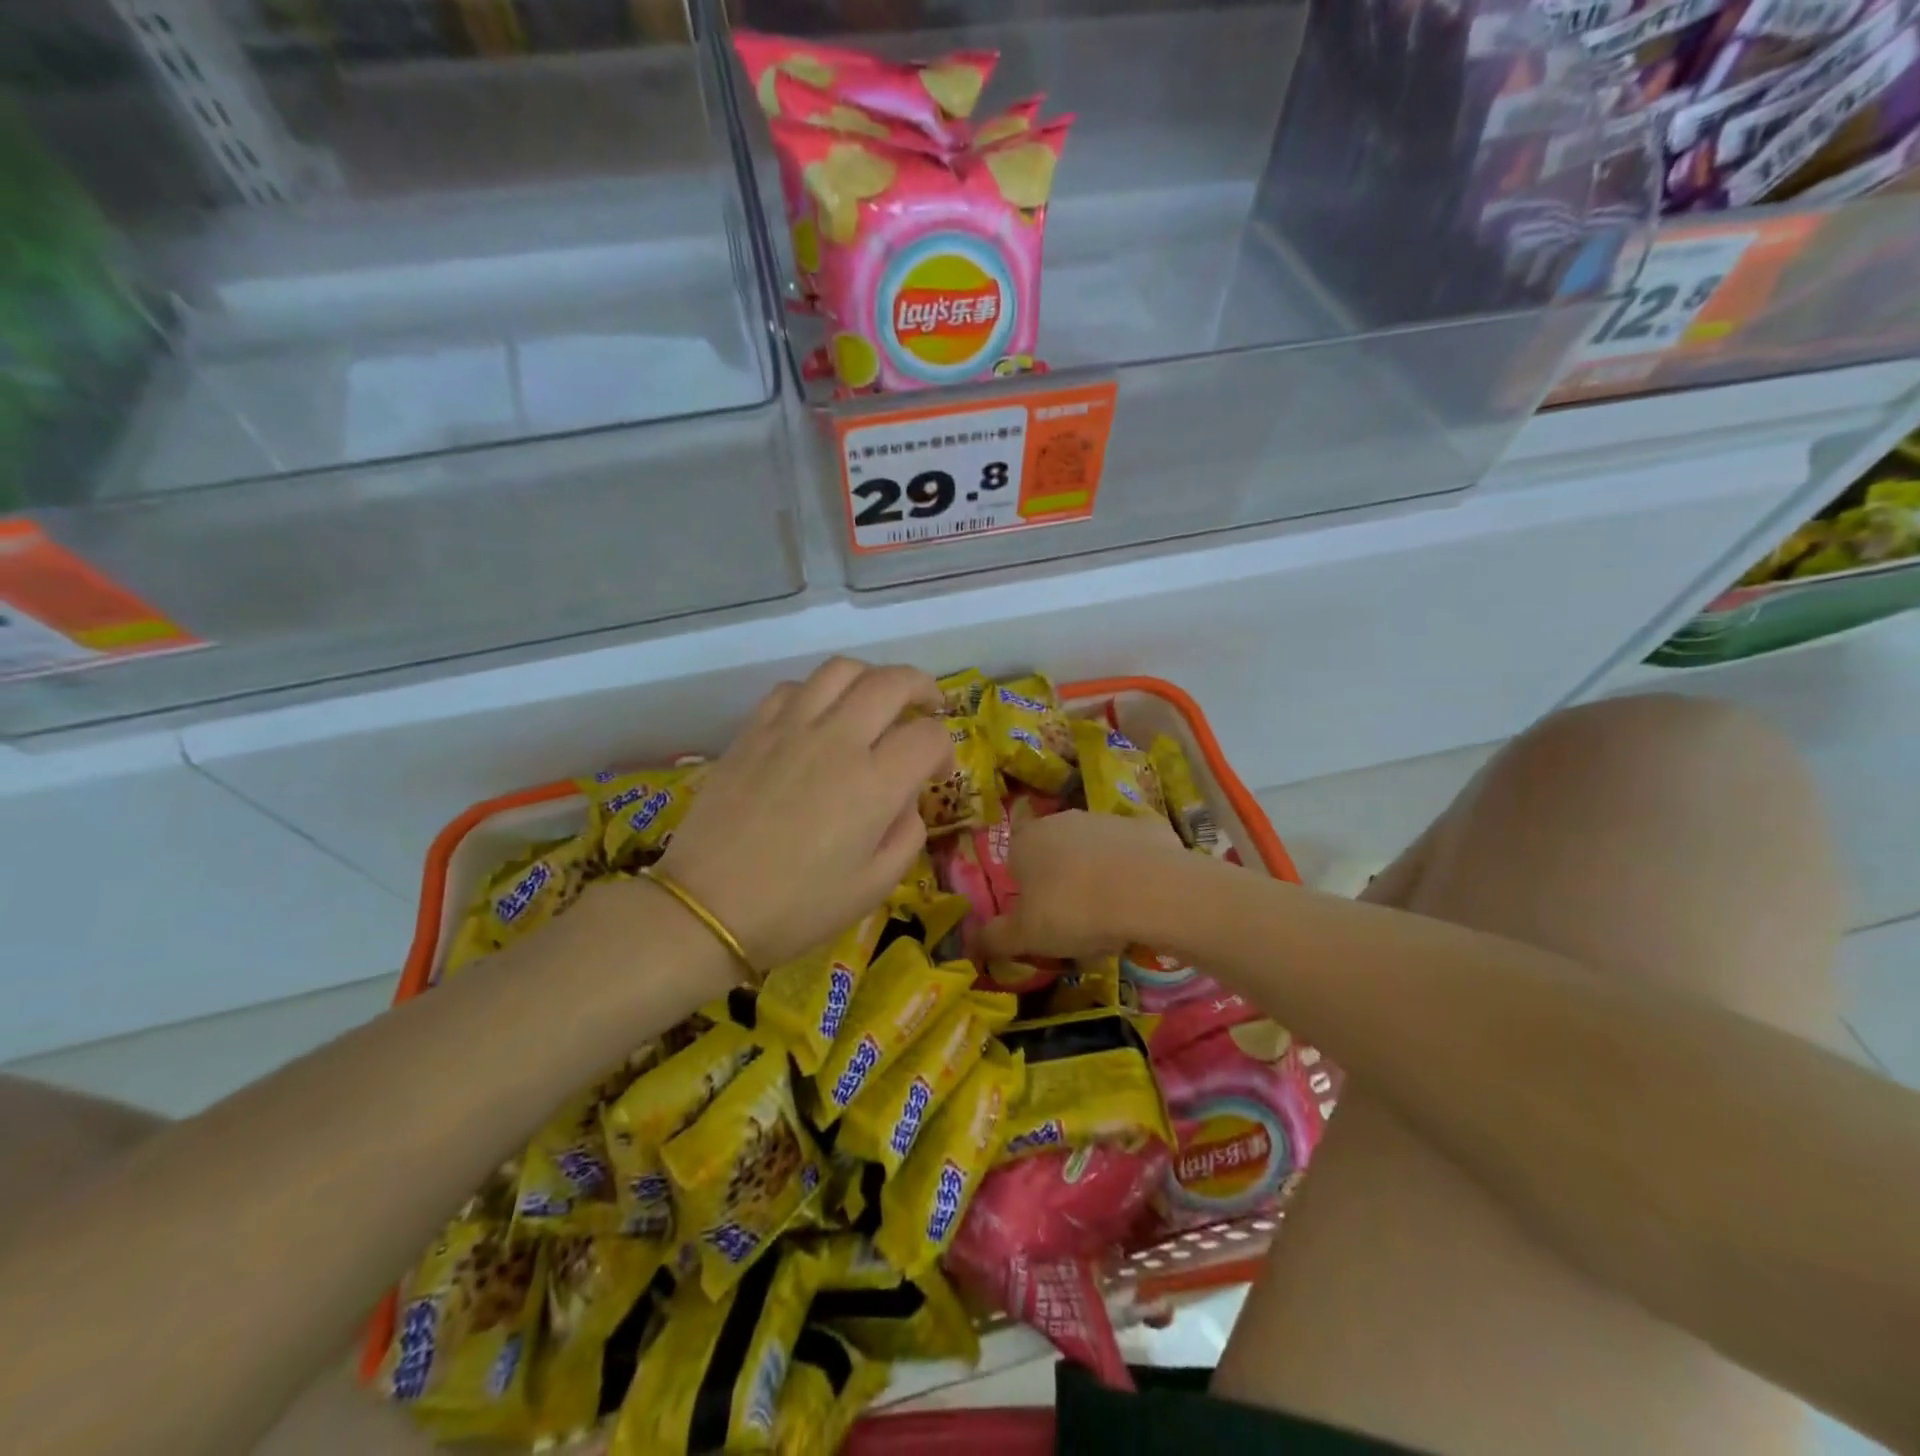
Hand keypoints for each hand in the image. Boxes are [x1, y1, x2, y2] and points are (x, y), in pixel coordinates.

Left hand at [656, 658, 952, 968]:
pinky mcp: (753, 731)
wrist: (708, 908)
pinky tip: (819, 716)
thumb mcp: (875, 886)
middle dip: (922, 688)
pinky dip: (817, 691)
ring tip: (876, 700)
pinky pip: (792, 688)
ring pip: (841, 670)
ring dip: (871, 677)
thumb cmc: (798, 908)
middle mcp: (837, 741)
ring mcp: (790, 729)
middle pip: (892, 682)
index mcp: (875, 783)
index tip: (937, 773)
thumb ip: (907, 835)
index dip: (944, 750)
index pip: (928, 736)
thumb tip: (906, 800)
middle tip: (928, 707)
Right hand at [978, 809, 1187, 961]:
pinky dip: (1136, 871)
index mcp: (1027, 840)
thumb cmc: (1074, 911)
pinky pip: (1133, 852)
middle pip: (1056, 854)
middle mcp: (1063, 819)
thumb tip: (969, 943)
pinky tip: (1145, 899)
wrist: (1151, 892)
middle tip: (1077, 923)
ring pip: (1095, 851)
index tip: (1042, 921)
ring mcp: (1107, 818)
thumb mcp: (1026, 937)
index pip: (1015, 863)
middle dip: (1063, 883)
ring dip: (1099, 876)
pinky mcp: (1147, 826)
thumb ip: (994, 939)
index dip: (1026, 893)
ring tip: (1115, 917)